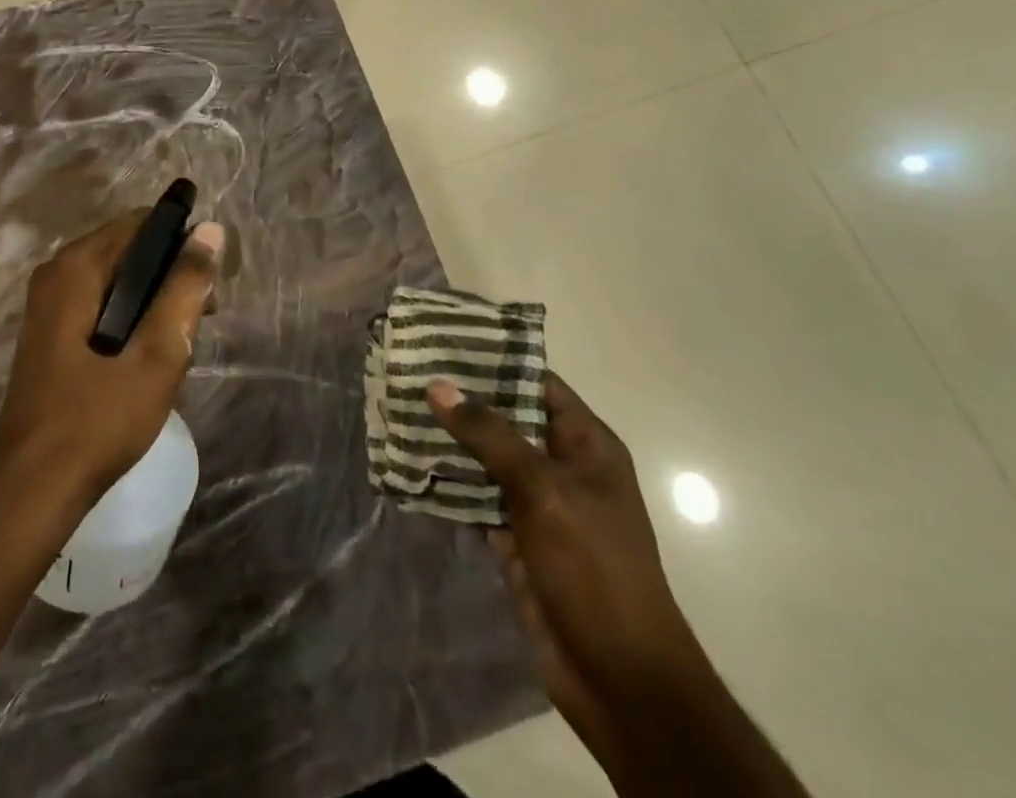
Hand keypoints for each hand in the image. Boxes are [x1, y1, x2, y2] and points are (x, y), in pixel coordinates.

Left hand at [0, 210, 224, 502]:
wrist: (32, 490)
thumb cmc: (98, 419)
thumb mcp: (156, 353)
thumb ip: (185, 288)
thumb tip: (211, 230)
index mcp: (76, 267)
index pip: (140, 223)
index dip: (182, 241)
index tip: (211, 278)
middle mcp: (56, 274)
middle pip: (127, 250)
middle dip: (169, 275)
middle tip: (202, 318)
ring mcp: (48, 305)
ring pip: (116, 280)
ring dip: (153, 301)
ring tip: (181, 343)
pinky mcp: (50, 334)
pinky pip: (100, 304)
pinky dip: (130, 318)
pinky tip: (149, 357)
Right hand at [427, 374, 711, 767]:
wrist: (618, 678)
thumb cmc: (593, 568)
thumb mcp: (544, 490)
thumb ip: (490, 435)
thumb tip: (438, 385)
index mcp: (586, 445)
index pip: (537, 382)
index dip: (494, 359)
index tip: (444, 338)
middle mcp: (561, 466)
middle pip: (506, 417)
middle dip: (461, 398)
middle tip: (407, 370)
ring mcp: (537, 504)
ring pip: (485, 457)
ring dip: (447, 438)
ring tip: (397, 407)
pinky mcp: (514, 537)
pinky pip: (474, 496)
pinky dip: (445, 481)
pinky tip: (407, 461)